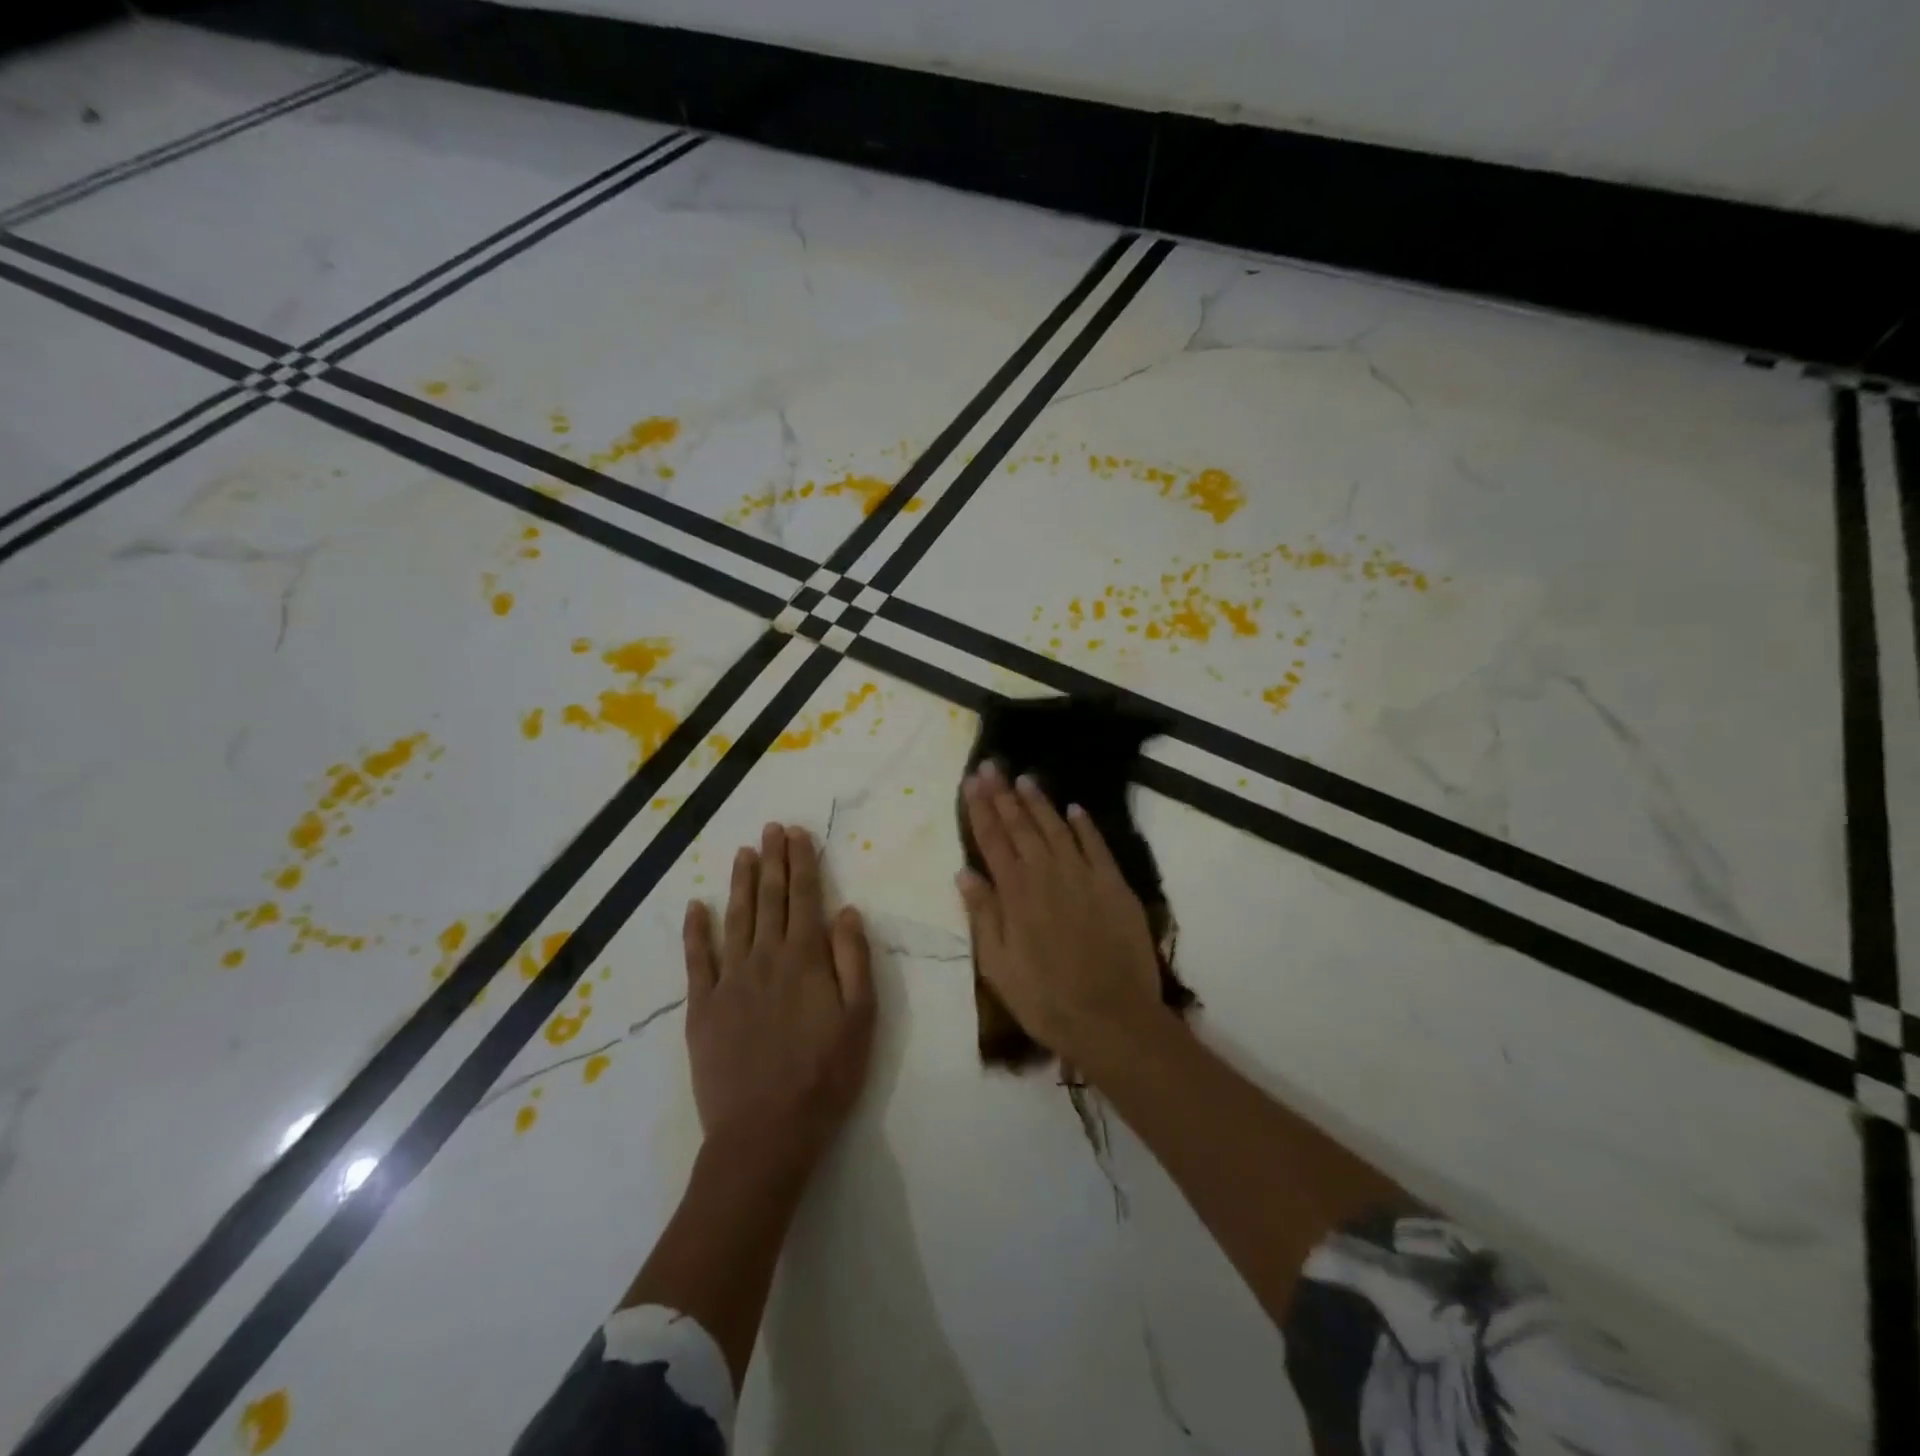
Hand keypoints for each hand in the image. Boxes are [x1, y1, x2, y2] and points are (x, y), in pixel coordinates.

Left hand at [683, 823, 874, 1171]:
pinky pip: (697, 959)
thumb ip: (854, 960)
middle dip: (773, 860)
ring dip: (740, 882)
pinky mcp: (702, 1007)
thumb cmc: (825, 1076)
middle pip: (769, 898)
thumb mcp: (861, 1019)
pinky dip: (696, 930)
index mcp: (805, 959)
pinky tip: (696, 906)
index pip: (805, 896)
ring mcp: (729, 981)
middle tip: (771, 829)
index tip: (796, 833)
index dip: (801, 861)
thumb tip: (846, 910)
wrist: (765, 1134)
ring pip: (736, 918)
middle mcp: (765, 958)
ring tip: (744, 852)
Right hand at [956, 761, 1167, 1069]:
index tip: (971, 781)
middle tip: (992, 765)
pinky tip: (1075, 809)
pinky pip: (1096, 846)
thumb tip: (965, 872)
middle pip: (1022, 826)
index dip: (980, 808)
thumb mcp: (998, 966)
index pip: (992, 840)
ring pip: (1056, 828)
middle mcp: (1047, 874)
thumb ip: (983, 915)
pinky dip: (1084, 825)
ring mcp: (1084, 876)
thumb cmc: (1045, 1000)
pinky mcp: (1114, 886)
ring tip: (1025, 778)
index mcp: (1016, 893)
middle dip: (1004, 794)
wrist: (1112, 1019)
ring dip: (1039, 802)